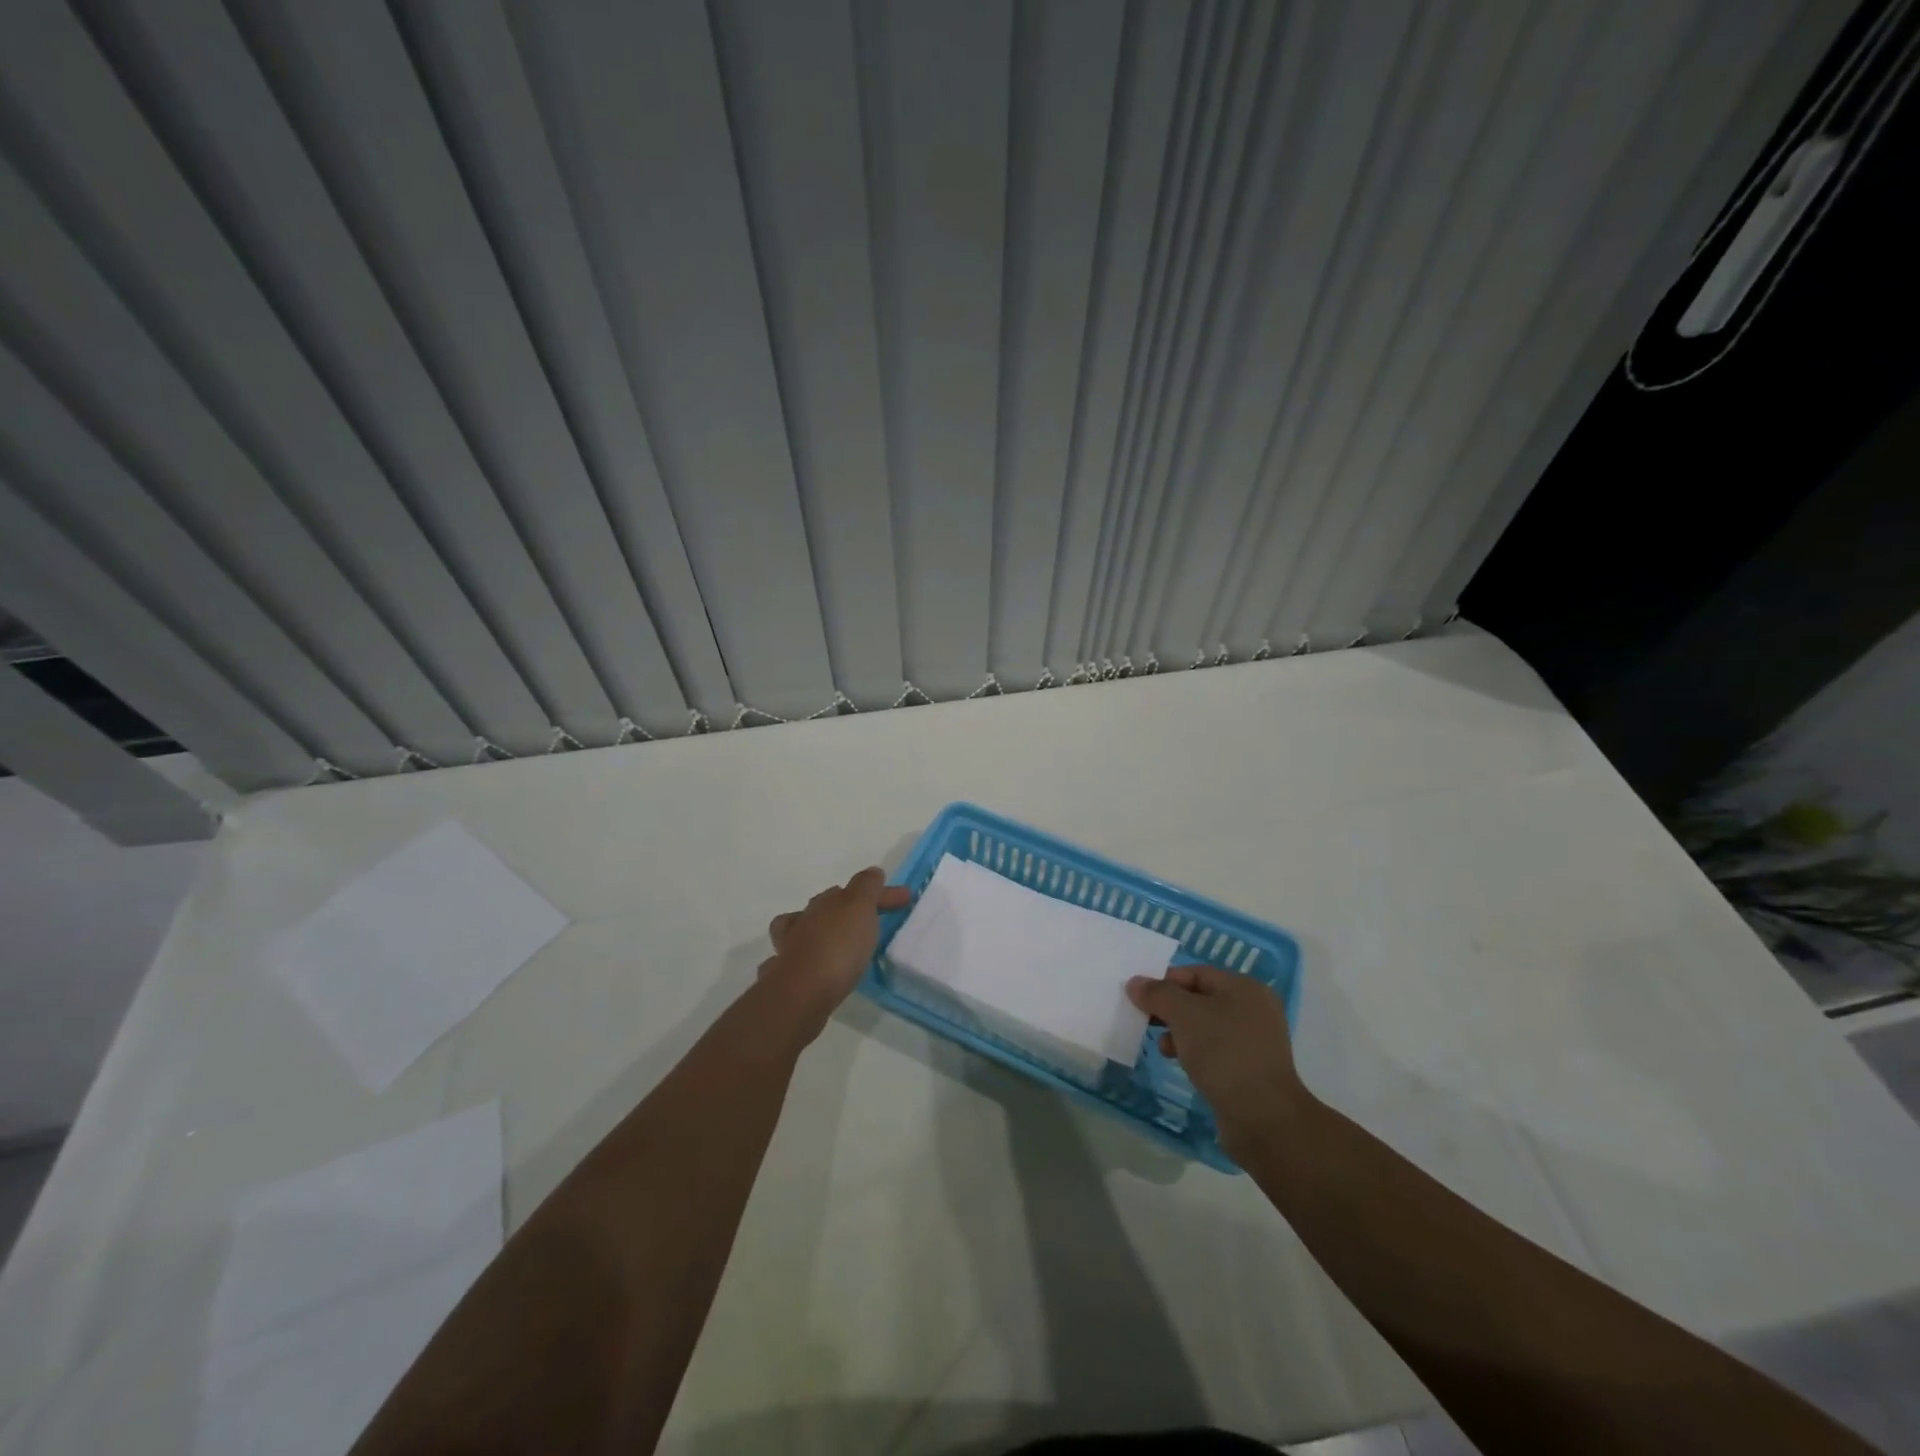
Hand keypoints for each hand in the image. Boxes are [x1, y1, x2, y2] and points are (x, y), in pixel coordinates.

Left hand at [761, 868, 911, 1038]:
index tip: (904, 899)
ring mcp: (789, 948)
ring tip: (838, 943)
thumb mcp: (860, 908)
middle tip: (868, 920)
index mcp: (824, 902)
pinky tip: (812, 968)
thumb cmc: (837, 947)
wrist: (802, 994)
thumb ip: (867, 887)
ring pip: (802, 931)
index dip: (880, 893)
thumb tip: (873, 872)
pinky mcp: (784, 977)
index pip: (856, 889)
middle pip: (826, 906)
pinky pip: (792, 960)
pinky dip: (802, 959)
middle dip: (845, 908)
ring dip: (819, 931)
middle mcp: (803, 920)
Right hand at [1126, 964, 1309, 1159]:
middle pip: (1200, 999)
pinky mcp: (1250, 1069)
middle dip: (1170, 1008)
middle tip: (1145, 1020)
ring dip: (1179, 1032)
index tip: (1139, 998)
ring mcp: (1255, 1041)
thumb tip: (1136, 983)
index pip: (1196, 973)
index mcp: (1245, 988)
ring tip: (1161, 1047)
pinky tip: (1179, 1062)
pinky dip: (1194, 1051)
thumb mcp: (1184, 1015)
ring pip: (1205, 1026)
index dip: (1165, 981)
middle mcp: (1254, 1009)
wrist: (1263, 1118)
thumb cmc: (1224, 1053)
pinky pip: (1215, 1050)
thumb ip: (1157, 994)